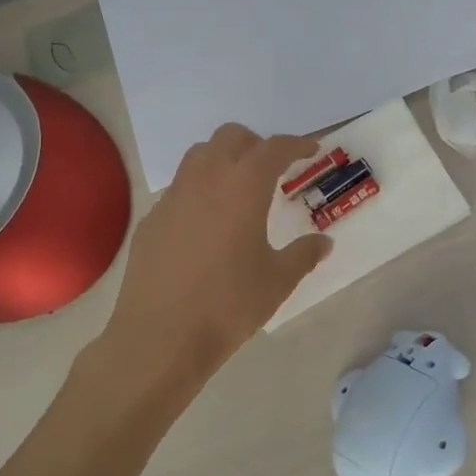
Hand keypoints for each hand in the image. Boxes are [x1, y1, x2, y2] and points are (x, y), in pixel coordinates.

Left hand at [103, 124, 333, 383]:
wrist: (159, 338)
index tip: (311, 150)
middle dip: (257, 144)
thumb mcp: (277, 281)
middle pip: (231, 137)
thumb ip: (304, 255)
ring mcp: (173, 197)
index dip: (297, 144)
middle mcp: (206, 180)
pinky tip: (207, 223)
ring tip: (239, 187)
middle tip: (274, 168)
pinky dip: (200, 189)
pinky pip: (179, 187)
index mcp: (243, 187)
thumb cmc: (228, 305)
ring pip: (199, 155)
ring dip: (224, 158)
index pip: (274, 148)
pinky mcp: (151, 220)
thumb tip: (324, 243)